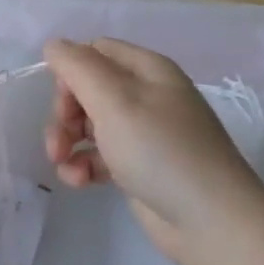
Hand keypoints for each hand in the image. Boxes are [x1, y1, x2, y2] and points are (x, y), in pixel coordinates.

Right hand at [42, 37, 263, 264]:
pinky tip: (80, 182)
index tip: (62, 102)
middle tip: (60, 141)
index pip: (95, 52)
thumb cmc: (160, 151)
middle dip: (65, 114)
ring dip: (68, 143)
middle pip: (87, 90)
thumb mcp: (115, 101)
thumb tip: (54, 45)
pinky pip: (100, 156)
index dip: (70, 73)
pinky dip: (84, 166)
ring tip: (65, 166)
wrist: (209, 220)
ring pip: (89, 125)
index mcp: (147, 70)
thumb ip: (79, 67)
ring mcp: (144, 133)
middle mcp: (147, 96)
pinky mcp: (139, 166)